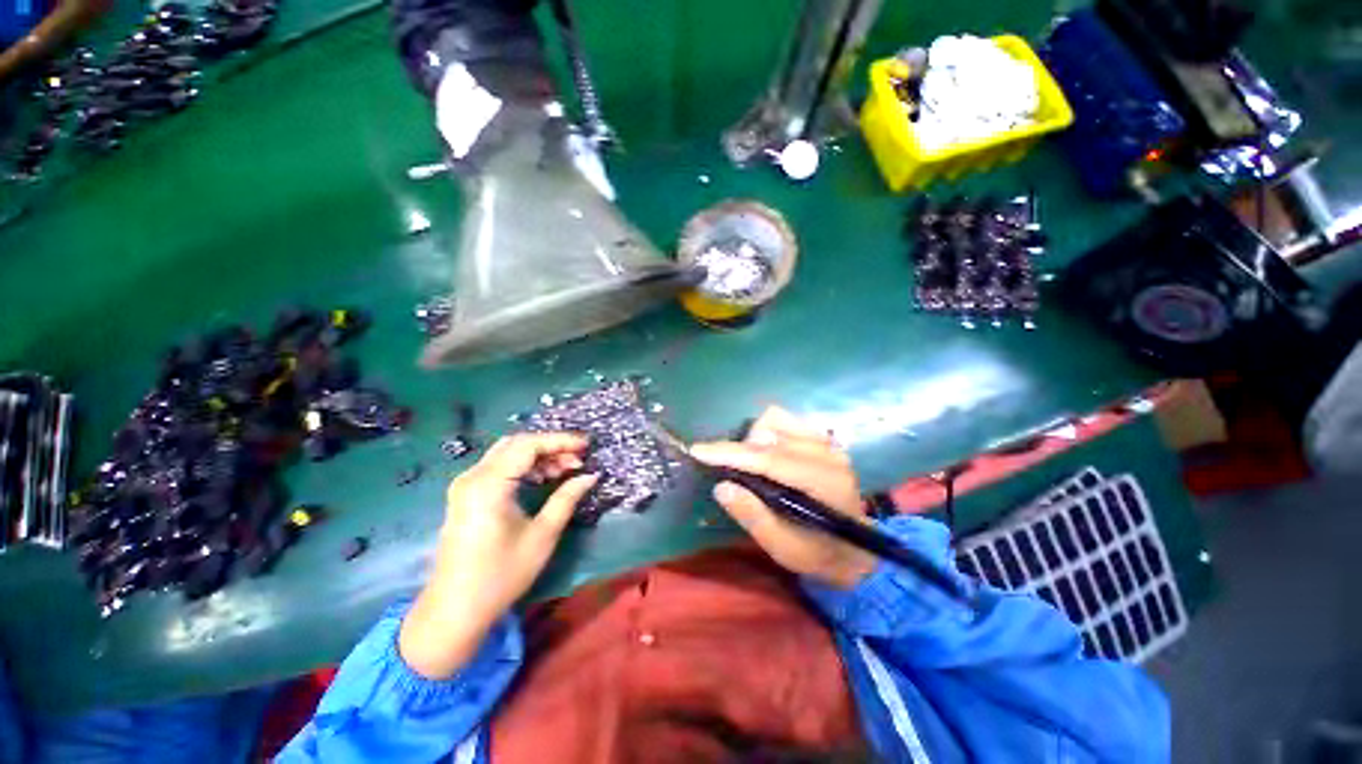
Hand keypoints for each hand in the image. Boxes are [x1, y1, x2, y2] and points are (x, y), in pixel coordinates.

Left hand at [399, 434, 596, 678]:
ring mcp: (466, 485)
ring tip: (566, 469)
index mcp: (489, 484)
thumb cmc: (501, 575)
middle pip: (517, 444)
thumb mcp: (542, 535)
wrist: (454, 612)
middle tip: (578, 459)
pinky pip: (499, 467)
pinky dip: (524, 467)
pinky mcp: (466, 495)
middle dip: (551, 446)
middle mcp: (473, 477)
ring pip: (508, 453)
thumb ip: (567, 498)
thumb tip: (590, 475)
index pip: (529, 445)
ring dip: (539, 456)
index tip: (587, 445)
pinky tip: (543, 478)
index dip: (561, 441)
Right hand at [691, 407, 876, 589]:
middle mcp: (828, 455)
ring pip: (776, 420)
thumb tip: (721, 486)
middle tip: (732, 473)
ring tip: (752, 465)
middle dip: (740, 449)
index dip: (732, 453)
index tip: (699, 450)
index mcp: (823, 483)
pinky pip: (785, 421)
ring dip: (754, 439)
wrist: (854, 550)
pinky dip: (767, 433)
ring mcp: (828, 443)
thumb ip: (752, 516)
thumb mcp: (782, 548)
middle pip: (770, 434)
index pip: (770, 459)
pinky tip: (767, 454)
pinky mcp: (823, 438)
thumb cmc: (817, 553)